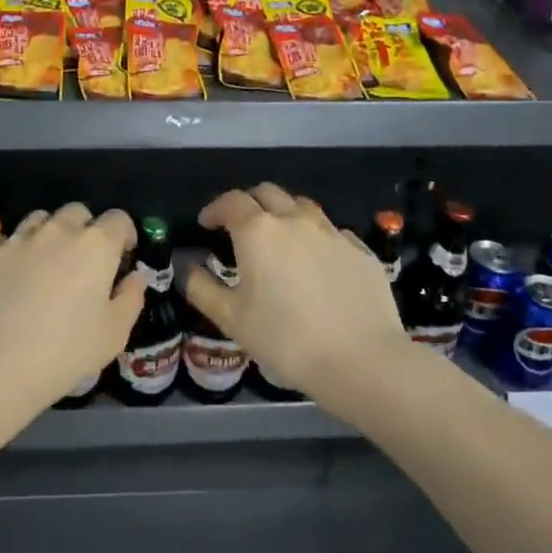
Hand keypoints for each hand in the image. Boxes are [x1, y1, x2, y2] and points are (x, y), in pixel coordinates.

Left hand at [0, 203, 143, 416]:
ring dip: (48, 235)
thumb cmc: (65, 352)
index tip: (122, 255)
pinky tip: (8, 280)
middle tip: (82, 262)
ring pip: (39, 220)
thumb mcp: (114, 334)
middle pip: (77, 213)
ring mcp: (17, 238)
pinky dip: (12, 253)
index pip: (118, 219)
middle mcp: (57, 231)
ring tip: (44, 265)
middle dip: (84, 229)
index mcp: (95, 246)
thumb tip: (135, 277)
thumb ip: (131, 298)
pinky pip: (4, 241)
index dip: (124, 234)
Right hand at [185, 183, 406, 401]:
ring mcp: (332, 232)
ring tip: (278, 238)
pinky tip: (315, 261)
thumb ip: (203, 290)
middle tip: (239, 226)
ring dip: (283, 213)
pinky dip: (315, 236)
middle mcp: (295, 220)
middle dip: (248, 203)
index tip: (206, 224)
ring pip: (302, 206)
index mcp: (258, 232)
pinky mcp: (360, 250)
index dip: (214, 209)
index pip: (231, 202)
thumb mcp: (232, 320)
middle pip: (267, 192)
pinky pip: (331, 230)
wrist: (362, 360)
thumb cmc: (286, 340)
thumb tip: (189, 270)